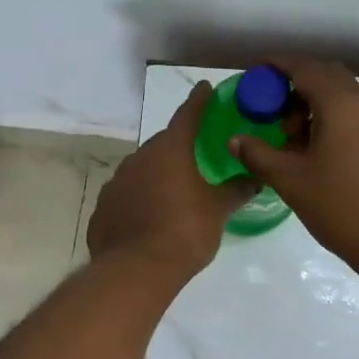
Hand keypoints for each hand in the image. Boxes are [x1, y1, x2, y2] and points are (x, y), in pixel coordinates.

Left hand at [88, 81, 256, 278]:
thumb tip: (256, 178)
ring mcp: (116, 183)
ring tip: (173, 194)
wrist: (135, 270)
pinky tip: (148, 219)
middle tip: (196, 157)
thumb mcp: (218, 211)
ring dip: (156, 176)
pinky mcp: (103, 209)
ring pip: (141, 171)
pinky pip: (126, 197)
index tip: (204, 88)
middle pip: (163, 145)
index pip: (187, 116)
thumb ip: (236, 191)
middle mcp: (139, 158)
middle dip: (178, 148)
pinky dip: (138, 201)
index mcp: (170, 150)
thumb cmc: (184, 231)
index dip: (198, 101)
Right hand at [229, 59, 358, 280]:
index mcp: (341, 105)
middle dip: (295, 84)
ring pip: (341, 95)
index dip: (277, 66)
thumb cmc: (340, 207)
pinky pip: (353, 114)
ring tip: (290, 136)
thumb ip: (259, 154)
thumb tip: (235, 139)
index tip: (255, 73)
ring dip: (313, 103)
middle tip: (271, 108)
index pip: (305, 68)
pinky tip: (314, 150)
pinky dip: (330, 118)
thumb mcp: (290, 181)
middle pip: (326, 76)